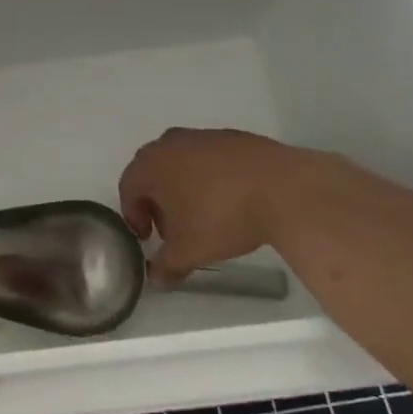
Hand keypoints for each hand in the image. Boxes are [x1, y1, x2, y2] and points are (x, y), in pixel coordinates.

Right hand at [118, 128, 297, 283]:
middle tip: (173, 229)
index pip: (128, 189)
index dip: (135, 217)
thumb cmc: (222, 217)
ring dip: (184, 188)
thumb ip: (166, 265)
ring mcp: (204, 136)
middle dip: (158, 202)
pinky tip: (231, 200)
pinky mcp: (234, 137)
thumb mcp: (189, 251)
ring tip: (204, 216)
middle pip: (153, 173)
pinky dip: (211, 178)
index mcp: (151, 165)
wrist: (284, 189)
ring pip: (182, 164)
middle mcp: (171, 143)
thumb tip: (157, 277)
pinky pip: (210, 159)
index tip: (149, 238)